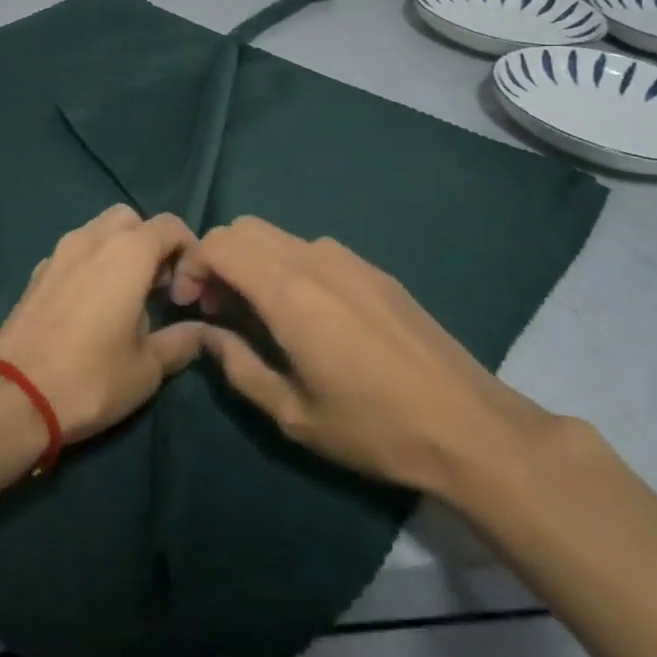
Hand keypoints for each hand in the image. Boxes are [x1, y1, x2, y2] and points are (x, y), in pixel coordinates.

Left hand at [0, 206, 206, 444]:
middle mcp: (93, 239)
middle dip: (150, 244)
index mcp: (128, 252)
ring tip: (123, 297)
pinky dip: (90, 264)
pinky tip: (89, 306)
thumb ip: (181, 341)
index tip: (185, 294)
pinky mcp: (36, 272)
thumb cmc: (91, 378)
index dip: (188, 252)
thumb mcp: (148, 368)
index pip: (170, 225)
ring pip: (98, 231)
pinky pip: (73, 252)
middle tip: (156, 287)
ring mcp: (59, 252)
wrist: (13, 395)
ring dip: (118, 251)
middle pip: (131, 219)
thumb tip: (203, 331)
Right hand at [169, 216, 554, 499]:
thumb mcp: (292, 413)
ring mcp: (349, 259)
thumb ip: (237, 365)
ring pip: (277, 236)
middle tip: (217, 310)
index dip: (191, 266)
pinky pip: (311, 250)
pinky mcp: (373, 269)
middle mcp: (315, 259)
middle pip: (244, 229)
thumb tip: (206, 333)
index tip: (188, 305)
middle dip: (217, 260)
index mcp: (290, 291)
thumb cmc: (373, 427)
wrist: (468, 426)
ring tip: (256, 314)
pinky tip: (304, 314)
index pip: (219, 243)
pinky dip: (285, 265)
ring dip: (251, 262)